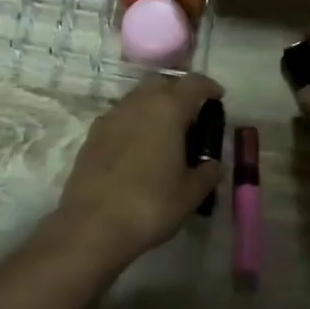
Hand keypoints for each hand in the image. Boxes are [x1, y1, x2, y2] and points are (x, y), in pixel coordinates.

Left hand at [48, 73, 225, 269]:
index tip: (217, 97)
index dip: (208, 87)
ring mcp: (111, 117)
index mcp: (167, 109)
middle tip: (191, 113)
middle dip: (178, 91)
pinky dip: (134, 122)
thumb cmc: (150, 205)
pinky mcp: (92, 135)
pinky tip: (138, 147)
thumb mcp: (190, 194)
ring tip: (165, 131)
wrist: (92, 226)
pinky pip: (120, 117)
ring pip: (137, 97)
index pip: (193, 83)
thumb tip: (212, 164)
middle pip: (161, 82)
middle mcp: (137, 104)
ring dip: (154, 105)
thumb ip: (207, 173)